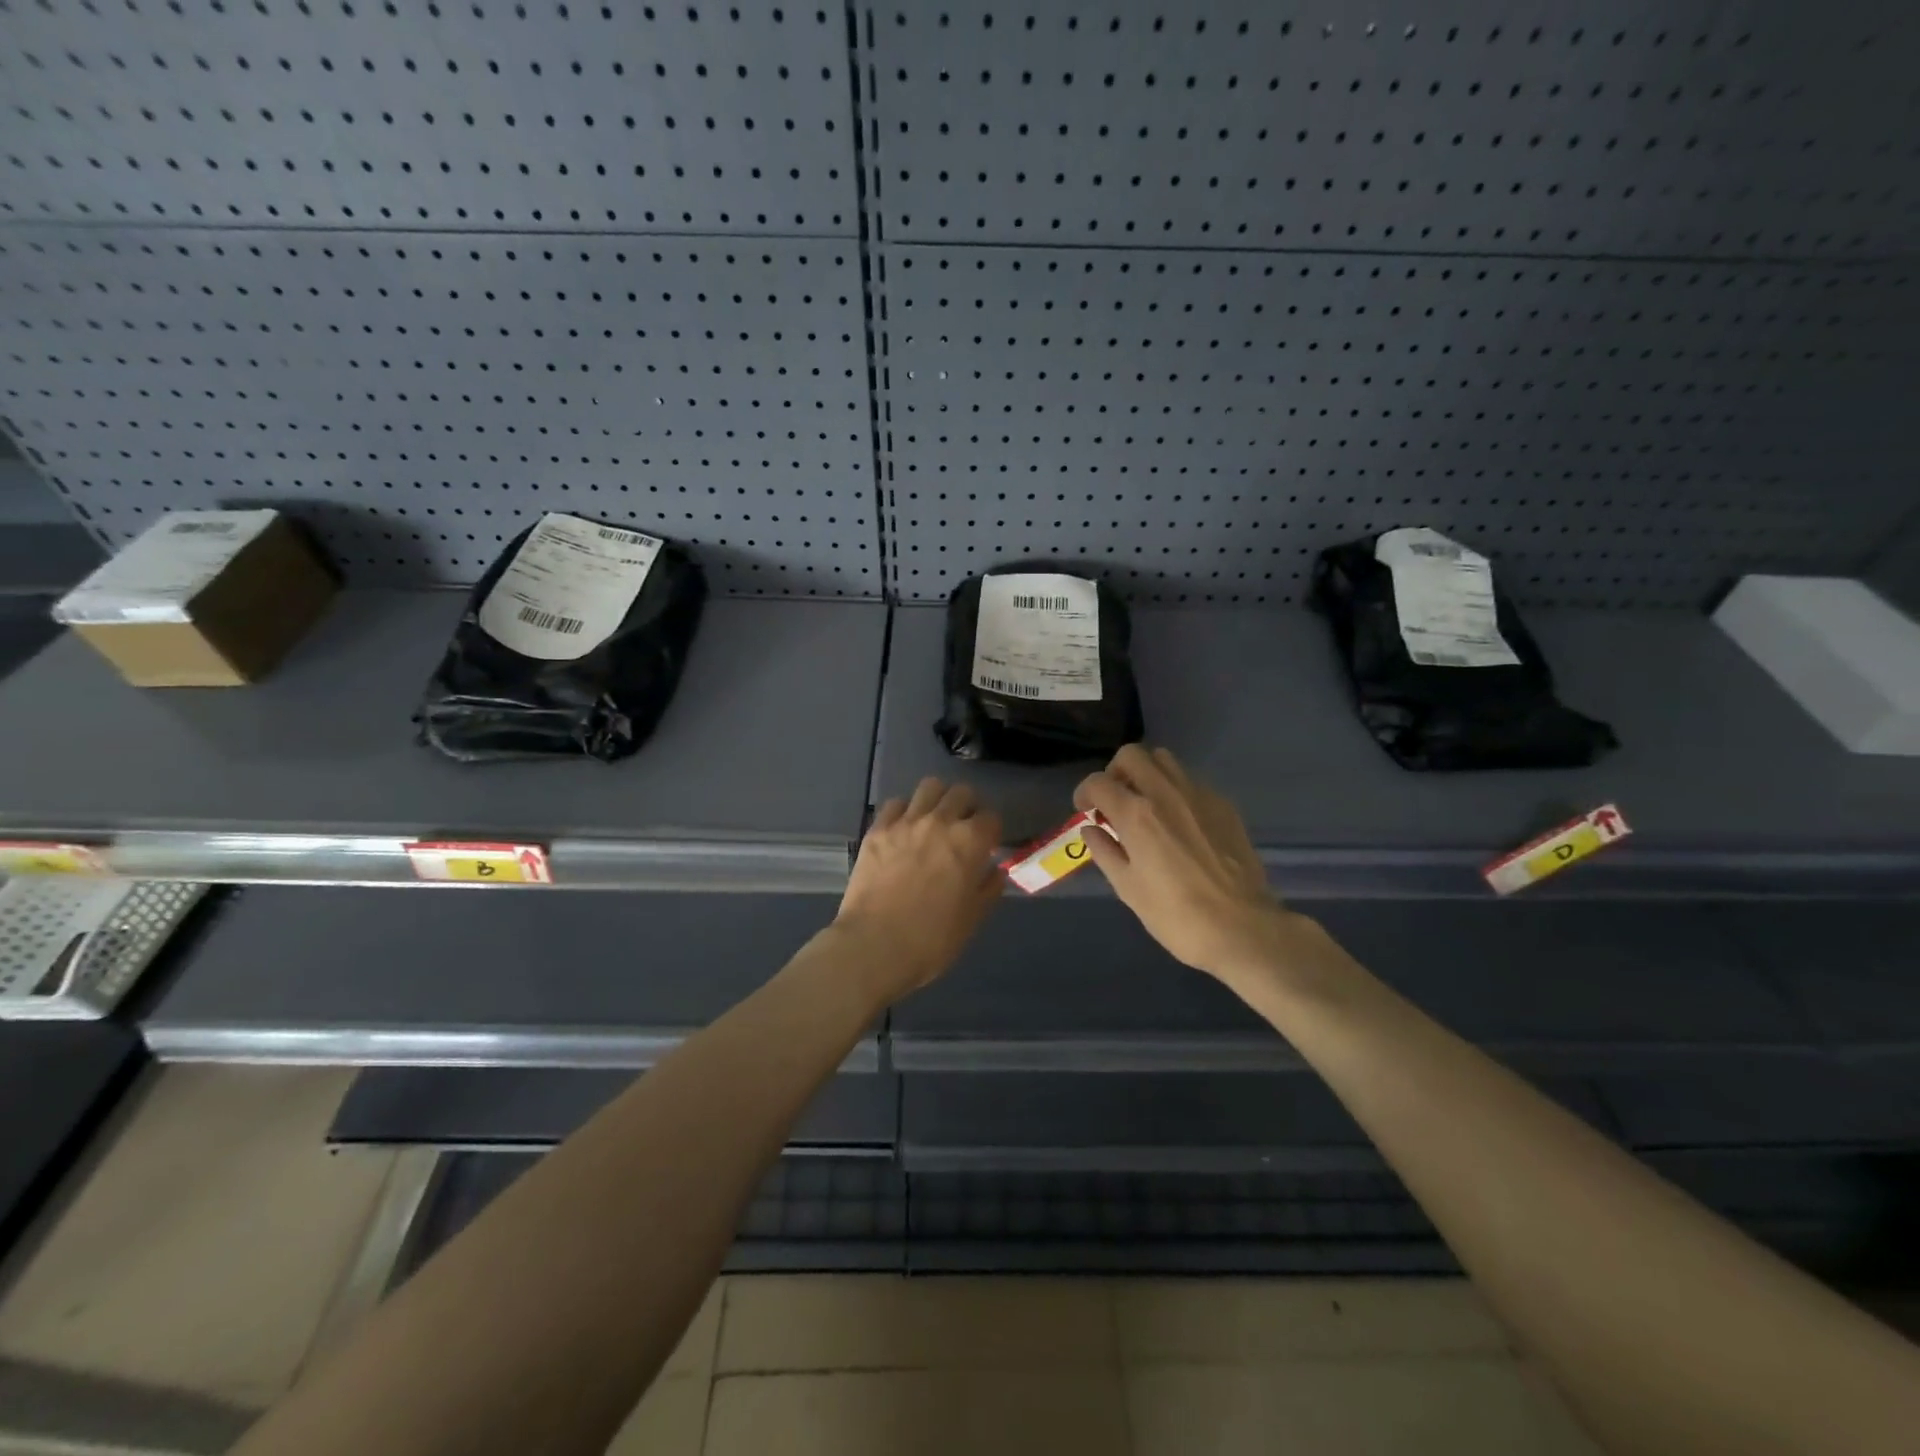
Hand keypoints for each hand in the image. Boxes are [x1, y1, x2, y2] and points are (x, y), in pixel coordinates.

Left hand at [832, 778, 1003, 1002]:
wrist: (875, 946)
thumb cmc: (932, 939)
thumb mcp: (972, 919)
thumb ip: (988, 888)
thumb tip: (994, 871)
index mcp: (970, 842)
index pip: (991, 817)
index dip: (992, 831)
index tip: (988, 845)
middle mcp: (940, 821)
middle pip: (962, 793)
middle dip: (968, 807)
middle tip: (963, 828)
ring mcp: (906, 822)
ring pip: (930, 787)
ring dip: (938, 799)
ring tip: (935, 819)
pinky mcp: (878, 829)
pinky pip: (895, 804)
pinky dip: (905, 811)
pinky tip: (904, 829)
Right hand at [1074, 745, 1315, 989]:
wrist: (1243, 928)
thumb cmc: (1176, 916)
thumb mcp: (1128, 889)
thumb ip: (1105, 852)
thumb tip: (1092, 830)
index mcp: (1136, 814)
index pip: (1098, 782)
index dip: (1084, 793)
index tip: (1086, 810)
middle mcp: (1166, 793)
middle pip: (1132, 755)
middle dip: (1115, 772)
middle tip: (1115, 801)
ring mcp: (1199, 795)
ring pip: (1164, 760)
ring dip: (1147, 774)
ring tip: (1146, 806)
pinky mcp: (1224, 805)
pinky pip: (1191, 781)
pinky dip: (1175, 791)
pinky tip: (1179, 823)